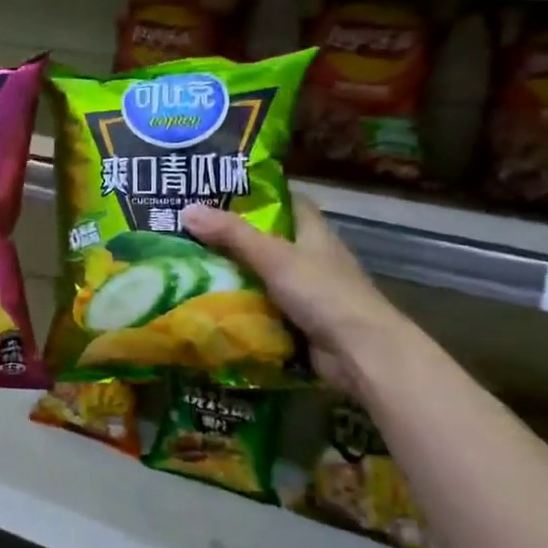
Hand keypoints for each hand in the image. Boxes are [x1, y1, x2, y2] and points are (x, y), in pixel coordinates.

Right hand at [180, 193, 411, 393]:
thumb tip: (187, 209)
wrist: (360, 352)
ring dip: (237, 278)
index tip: (223, 194)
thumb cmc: (322, 292)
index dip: (261, 195)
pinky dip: (245, 311)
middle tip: (194, 235)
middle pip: (271, 241)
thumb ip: (232, 235)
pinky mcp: (303, 324)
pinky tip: (214, 309)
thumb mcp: (273, 256)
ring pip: (266, 278)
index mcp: (314, 233)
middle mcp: (314, 259)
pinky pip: (266, 311)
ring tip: (193, 271)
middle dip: (236, 240)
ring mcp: (310, 294)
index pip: (289, 202)